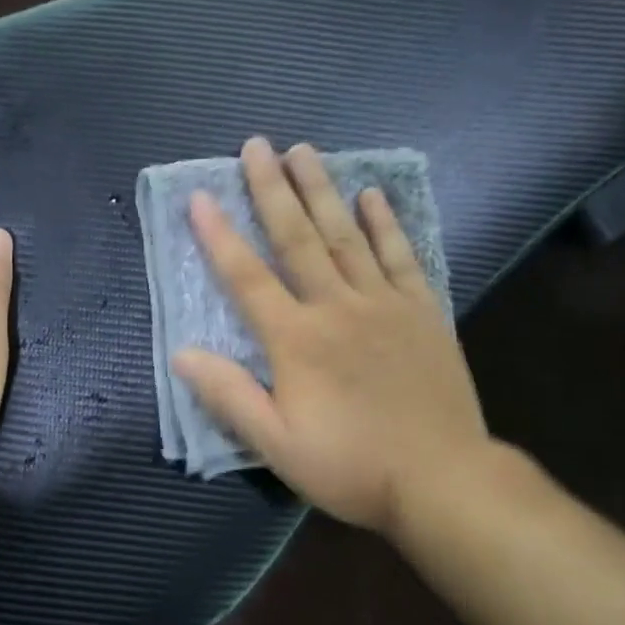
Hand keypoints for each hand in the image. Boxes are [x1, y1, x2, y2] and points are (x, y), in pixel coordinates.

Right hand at [172, 138, 493, 535]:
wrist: (443, 480)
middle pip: (298, 238)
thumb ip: (229, 396)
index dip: (219, 236)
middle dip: (273, 189)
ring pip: (346, 235)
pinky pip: (400, 256)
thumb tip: (182, 353)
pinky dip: (385, 223)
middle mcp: (337, 307)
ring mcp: (384, 304)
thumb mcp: (277, 445)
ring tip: (304, 150)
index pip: (248, 277)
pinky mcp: (422, 311)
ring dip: (322, 190)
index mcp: (297, 340)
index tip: (200, 196)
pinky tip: (372, 194)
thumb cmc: (352, 466)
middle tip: (257, 145)